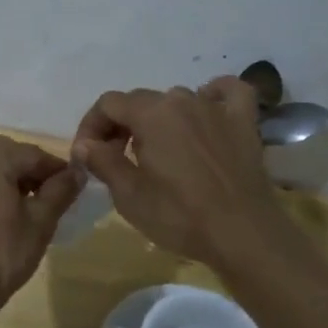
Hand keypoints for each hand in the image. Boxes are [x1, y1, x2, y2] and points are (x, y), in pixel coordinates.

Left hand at [0, 136, 82, 324]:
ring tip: (24, 208)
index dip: (57, 171)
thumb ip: (61, 190)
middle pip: (9, 155)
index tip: (73, 188)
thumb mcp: (41, 222)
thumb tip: (78, 171)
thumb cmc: (1, 255)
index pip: (34, 155)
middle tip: (50, 200)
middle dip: (31, 173)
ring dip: (8, 178)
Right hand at [72, 77, 282, 264]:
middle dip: (121, 125)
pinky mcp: (243, 122)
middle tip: (116, 159)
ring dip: (159, 119)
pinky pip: (228, 93)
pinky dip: (214, 95)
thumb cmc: (180, 216)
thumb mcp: (129, 195)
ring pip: (177, 100)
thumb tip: (84, 144)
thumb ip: (102, 161)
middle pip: (141, 101)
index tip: (88, 155)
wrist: (243, 235)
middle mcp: (182, 100)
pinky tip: (207, 110)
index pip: (109, 104)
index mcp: (151, 114)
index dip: (91, 126)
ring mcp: (216, 108)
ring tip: (157, 150)